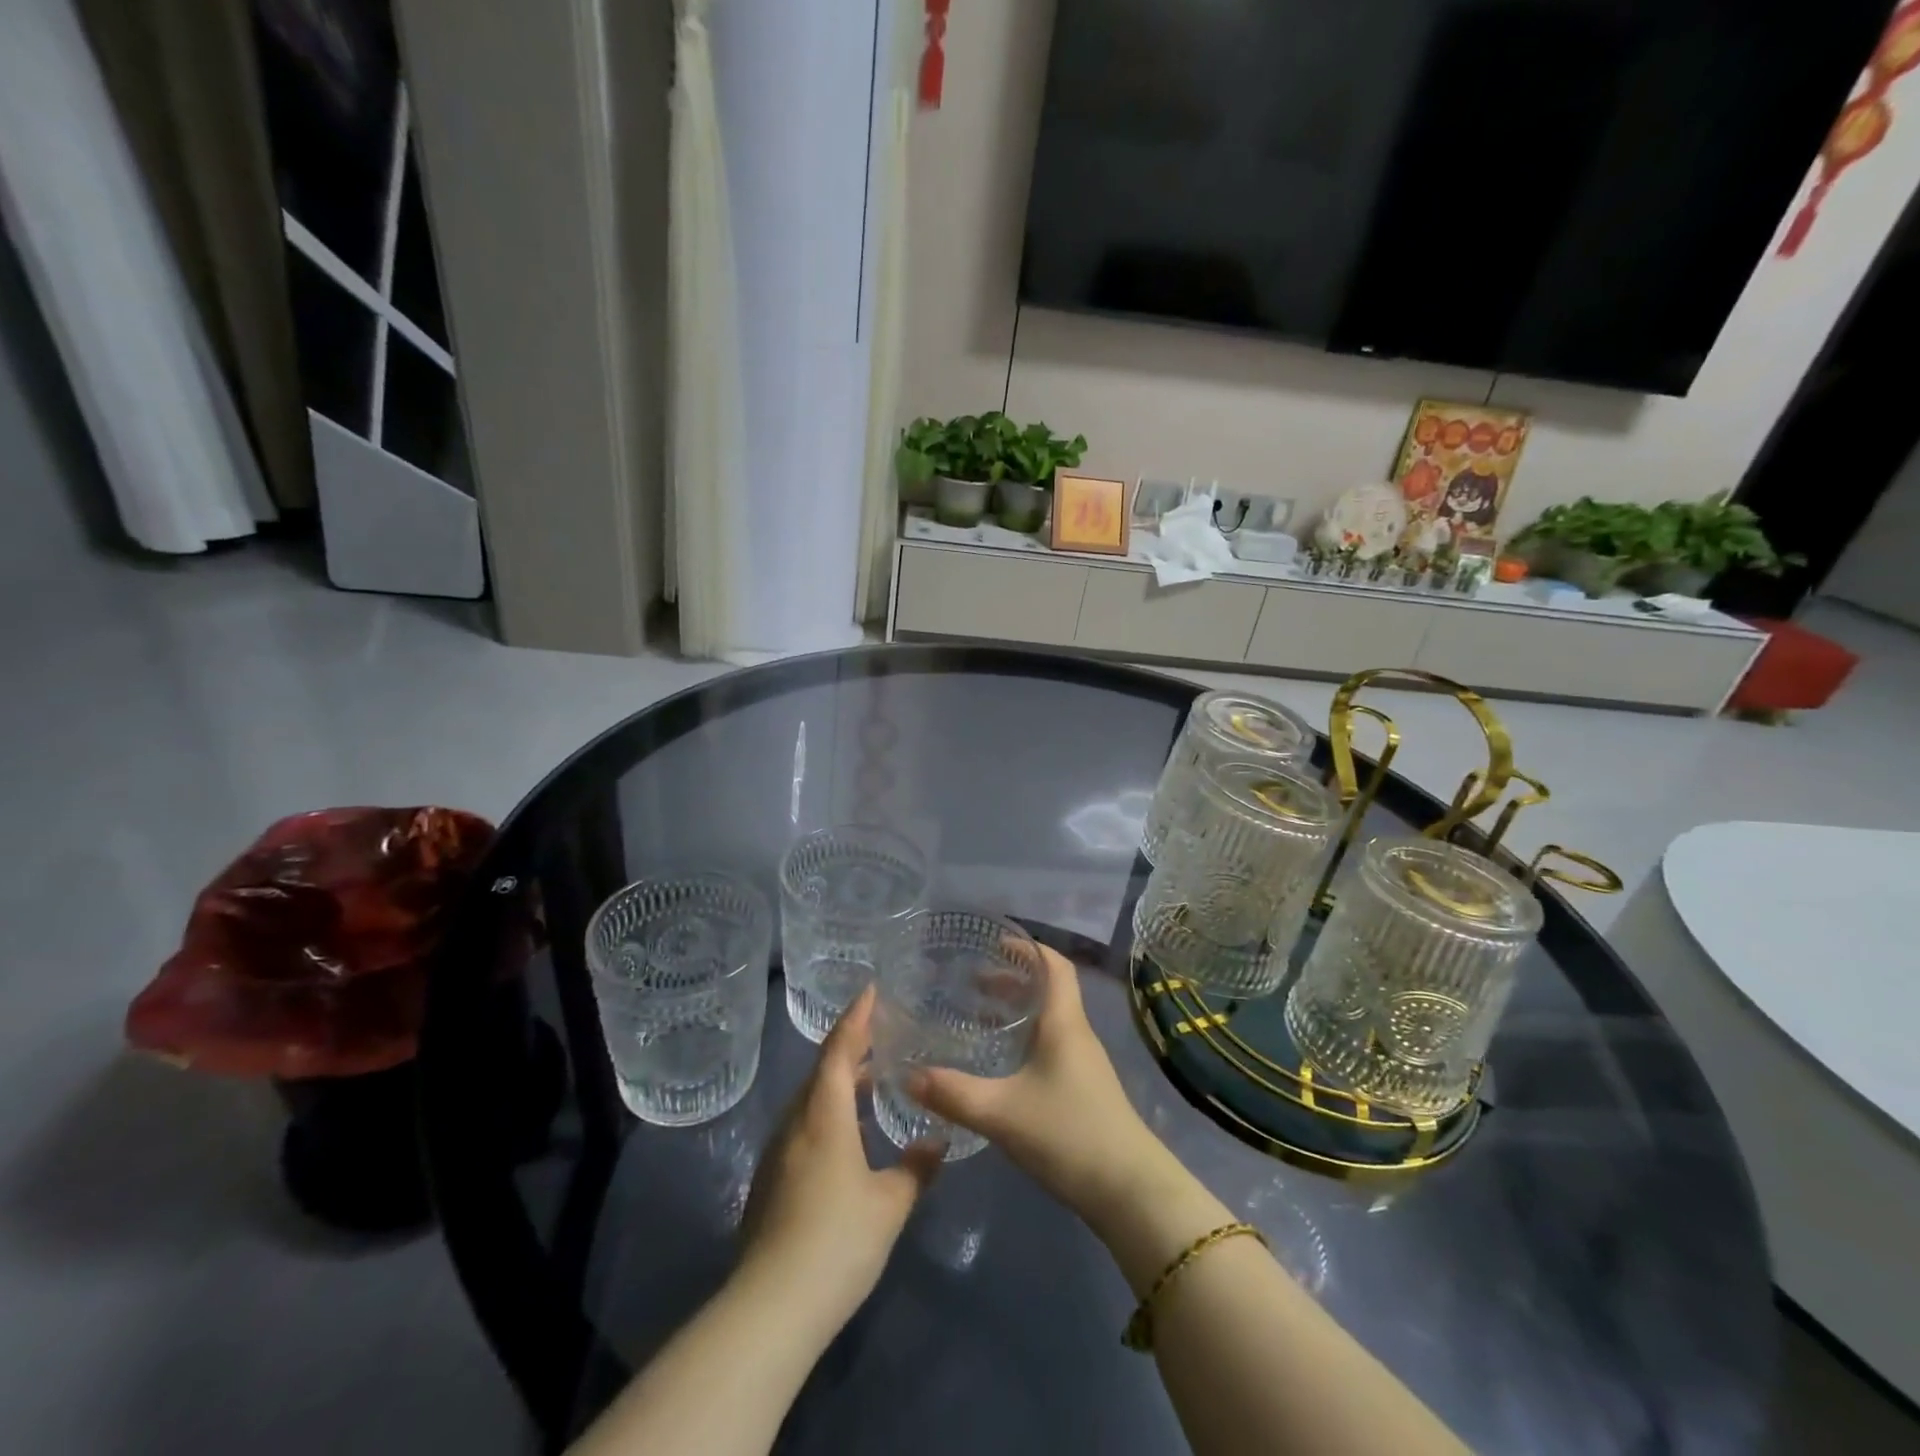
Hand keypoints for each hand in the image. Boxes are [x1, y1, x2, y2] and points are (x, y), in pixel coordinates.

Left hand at [737, 986, 941, 1332]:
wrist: (770, 1308)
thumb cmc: (837, 1241)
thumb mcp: (890, 1204)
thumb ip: (916, 1167)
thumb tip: (936, 1140)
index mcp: (824, 1114)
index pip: (839, 1048)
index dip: (857, 1016)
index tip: (871, 989)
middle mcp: (796, 1122)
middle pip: (822, 1070)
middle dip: (850, 1047)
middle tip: (881, 1034)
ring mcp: (778, 1152)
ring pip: (811, 1100)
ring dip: (839, 1083)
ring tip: (871, 1081)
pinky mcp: (770, 1180)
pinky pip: (803, 1126)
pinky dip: (828, 1112)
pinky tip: (849, 1135)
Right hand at [907, 945, 1167, 1222]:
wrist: (1129, 1193)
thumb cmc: (1068, 1134)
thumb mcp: (1001, 1112)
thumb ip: (953, 1093)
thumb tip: (908, 1074)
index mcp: (1064, 1022)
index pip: (1054, 965)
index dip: (1027, 948)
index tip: (994, 942)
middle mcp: (1076, 1034)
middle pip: (1049, 990)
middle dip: (1012, 979)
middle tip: (972, 980)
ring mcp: (1083, 1064)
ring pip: (1049, 1021)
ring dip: (1017, 1012)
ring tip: (978, 1016)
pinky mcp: (1083, 1091)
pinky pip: (1050, 1047)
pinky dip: (1024, 1041)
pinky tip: (1000, 1065)